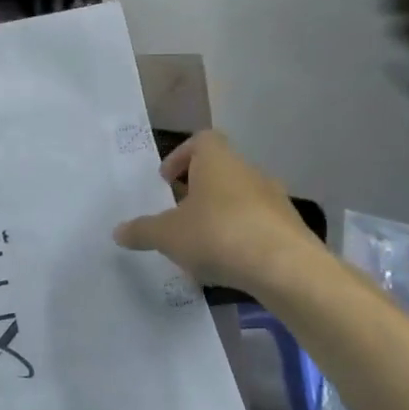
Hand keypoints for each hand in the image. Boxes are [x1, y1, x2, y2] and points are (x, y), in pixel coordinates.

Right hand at [113, 131, 324, 292]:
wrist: (286, 269)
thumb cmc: (218, 235)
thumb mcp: (167, 235)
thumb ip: (142, 231)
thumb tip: (118, 231)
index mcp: (217, 161)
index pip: (201, 140)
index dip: (181, 156)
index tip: (167, 180)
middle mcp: (248, 172)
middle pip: (220, 171)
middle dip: (198, 191)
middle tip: (178, 214)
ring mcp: (275, 200)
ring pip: (240, 198)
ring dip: (220, 215)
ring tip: (200, 245)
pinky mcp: (290, 228)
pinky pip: (258, 224)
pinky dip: (241, 236)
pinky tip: (227, 263)